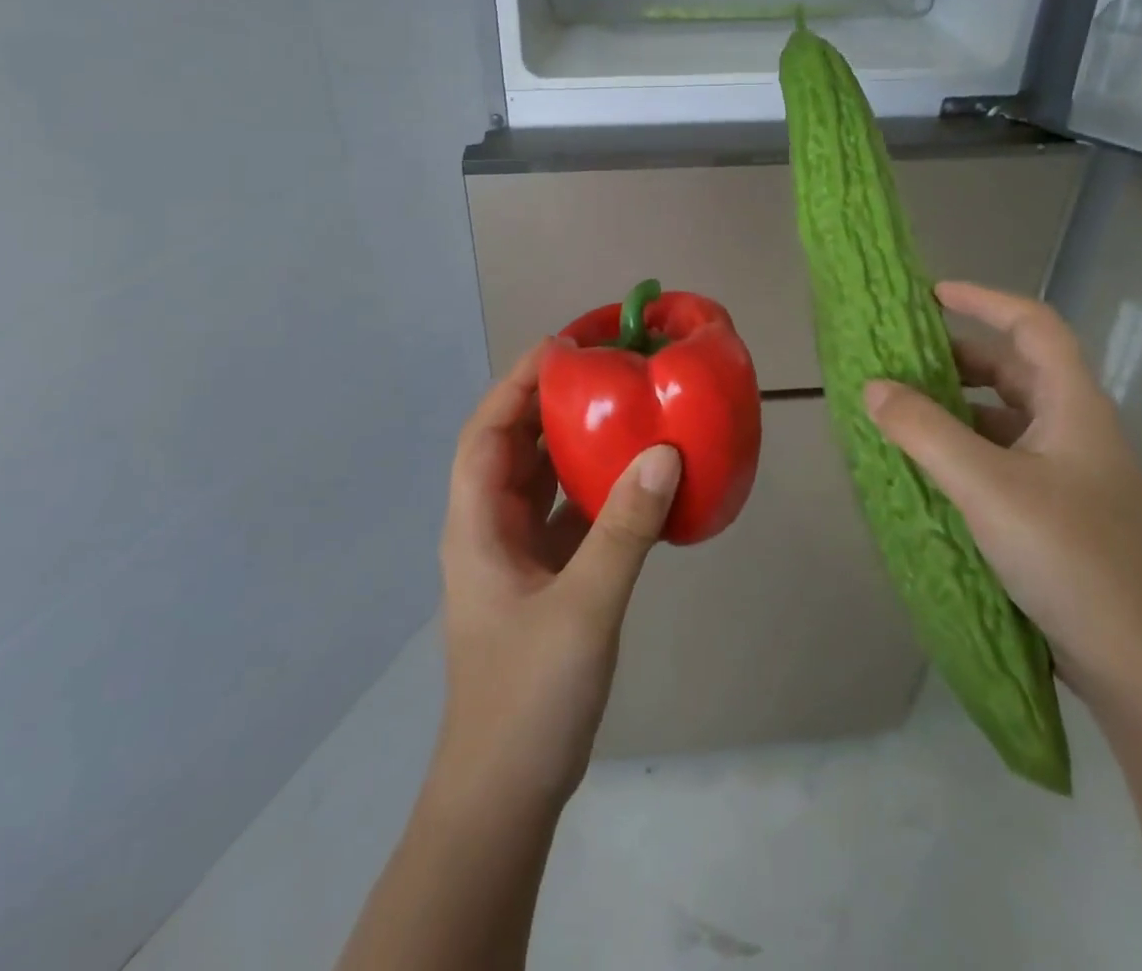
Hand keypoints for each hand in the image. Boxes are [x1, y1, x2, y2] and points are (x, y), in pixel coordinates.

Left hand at [434, 341, 680, 806]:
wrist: (506, 794)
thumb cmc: (527, 697)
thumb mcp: (583, 607)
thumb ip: (625, 530)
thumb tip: (664, 453)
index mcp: (477, 525)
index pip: (488, 432)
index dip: (518, 383)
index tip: (564, 347)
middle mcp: (491, 529)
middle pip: (515, 447)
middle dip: (550, 403)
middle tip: (603, 369)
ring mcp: (518, 557)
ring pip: (544, 481)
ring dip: (575, 445)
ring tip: (622, 408)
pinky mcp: (546, 581)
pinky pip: (570, 517)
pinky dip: (597, 491)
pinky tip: (636, 480)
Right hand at [862, 282, 1141, 716]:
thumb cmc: (1070, 558)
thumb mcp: (987, 487)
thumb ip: (924, 432)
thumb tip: (873, 387)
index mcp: (1072, 406)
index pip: (1033, 325)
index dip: (984, 300)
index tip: (929, 296)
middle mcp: (1074, 430)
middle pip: (1015, 370)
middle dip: (956, 357)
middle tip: (899, 360)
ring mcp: (1068, 475)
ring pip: (1005, 418)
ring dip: (955, 407)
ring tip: (901, 412)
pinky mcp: (1056, 514)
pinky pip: (1001, 459)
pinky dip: (962, 450)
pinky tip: (928, 469)